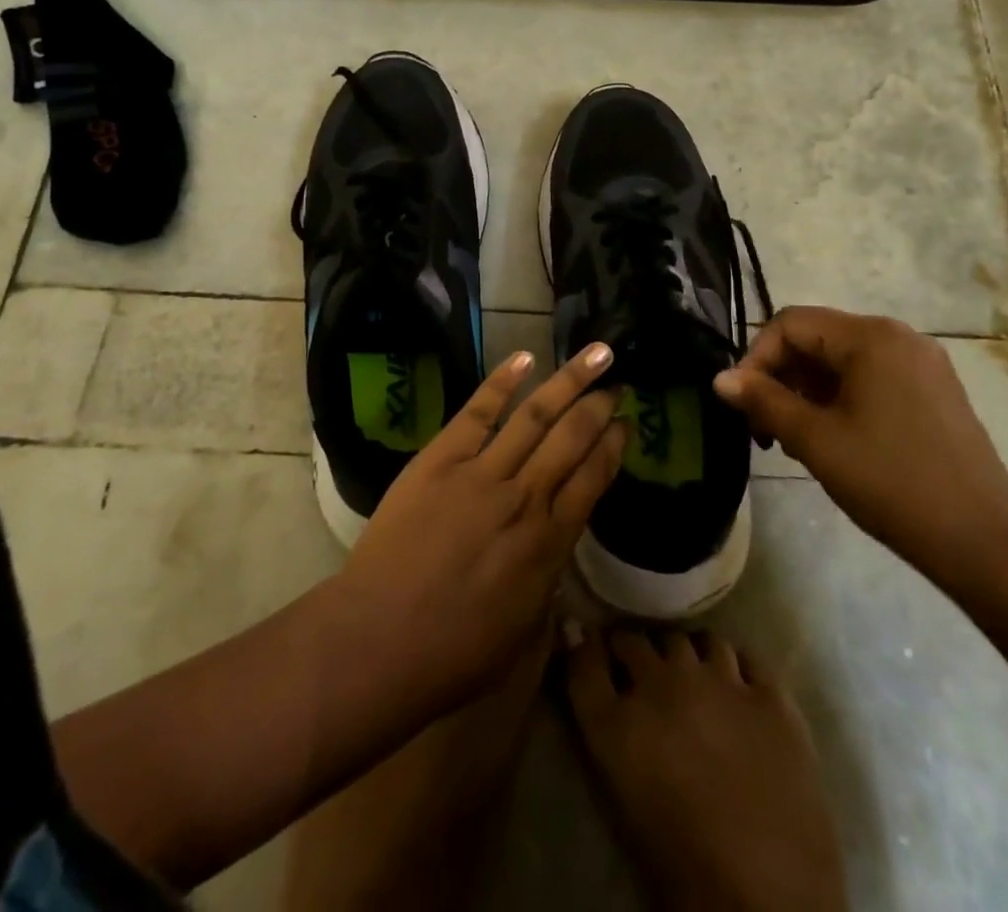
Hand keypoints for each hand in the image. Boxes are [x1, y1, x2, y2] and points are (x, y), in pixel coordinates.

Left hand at [341, 344, 625, 709]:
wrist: (381, 640)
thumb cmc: (455, 652)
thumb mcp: (524, 631)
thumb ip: (547, 582)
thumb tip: (556, 553)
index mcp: (550, 542)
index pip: (594, 479)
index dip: (613, 448)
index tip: (626, 424)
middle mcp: (525, 497)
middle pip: (573, 439)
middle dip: (599, 407)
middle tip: (618, 384)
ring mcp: (482, 472)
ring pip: (536, 415)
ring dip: (569, 381)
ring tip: (596, 355)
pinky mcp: (441, 459)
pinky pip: (478, 411)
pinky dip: (502, 382)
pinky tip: (525, 357)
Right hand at [565, 627, 846, 911]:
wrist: (767, 903)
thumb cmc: (682, 865)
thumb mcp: (621, 792)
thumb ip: (598, 713)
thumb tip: (576, 641)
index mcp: (619, 721)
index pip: (586, 659)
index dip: (585, 647)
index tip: (589, 644)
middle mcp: (664, 684)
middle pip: (638, 641)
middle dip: (636, 651)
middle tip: (644, 674)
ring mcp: (721, 682)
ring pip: (695, 640)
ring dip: (688, 655)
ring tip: (695, 678)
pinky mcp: (770, 695)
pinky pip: (746, 656)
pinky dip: (736, 666)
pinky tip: (738, 686)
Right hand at [712, 307, 1007, 588]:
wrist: (985, 545)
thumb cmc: (892, 483)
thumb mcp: (815, 440)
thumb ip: (763, 401)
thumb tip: (720, 379)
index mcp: (871, 337)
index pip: (790, 324)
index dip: (756, 357)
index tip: (742, 404)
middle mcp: (898, 337)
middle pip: (816, 339)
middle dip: (781, 378)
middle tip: (765, 429)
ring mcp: (922, 364)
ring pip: (841, 362)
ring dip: (807, 392)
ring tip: (794, 441)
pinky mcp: (934, 392)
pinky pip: (870, 379)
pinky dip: (839, 400)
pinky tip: (832, 440)